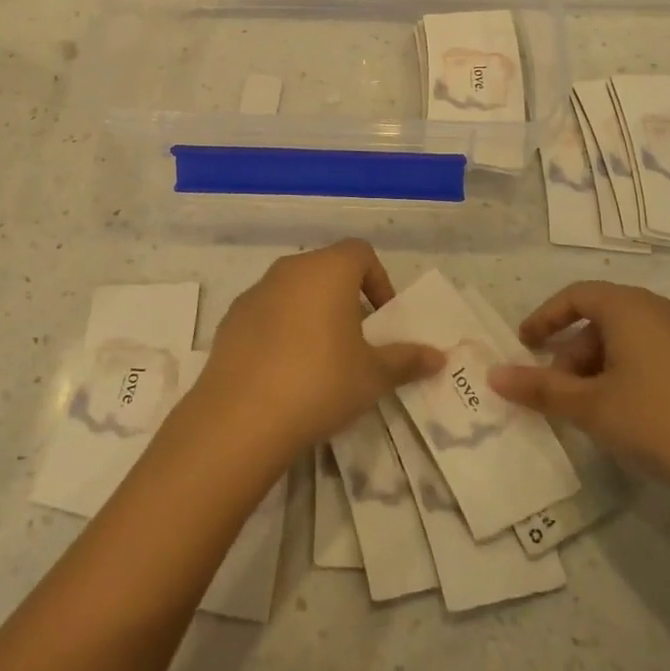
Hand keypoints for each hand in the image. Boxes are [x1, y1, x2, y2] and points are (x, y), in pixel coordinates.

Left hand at [187, 240, 444, 462]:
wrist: (241, 418)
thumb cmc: (321, 382)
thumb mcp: (374, 375)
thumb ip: (407, 360)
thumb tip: (439, 357)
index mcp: (327, 270)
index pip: (360, 253)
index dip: (378, 281)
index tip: (382, 319)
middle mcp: (289, 270)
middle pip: (326, 270)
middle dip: (346, 299)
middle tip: (357, 342)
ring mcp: (255, 293)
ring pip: (294, 291)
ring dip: (312, 314)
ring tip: (321, 360)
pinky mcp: (231, 320)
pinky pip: (267, 314)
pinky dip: (282, 331)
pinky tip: (284, 373)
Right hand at [487, 281, 669, 504]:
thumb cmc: (657, 419)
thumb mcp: (589, 406)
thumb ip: (540, 389)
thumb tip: (495, 376)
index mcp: (629, 307)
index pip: (575, 296)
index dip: (545, 318)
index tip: (524, 345)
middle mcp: (660, 310)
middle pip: (602, 318)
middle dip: (571, 352)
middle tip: (556, 390)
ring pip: (628, 339)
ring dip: (598, 366)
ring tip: (589, 409)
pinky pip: (653, 355)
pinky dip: (627, 374)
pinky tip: (628, 415)